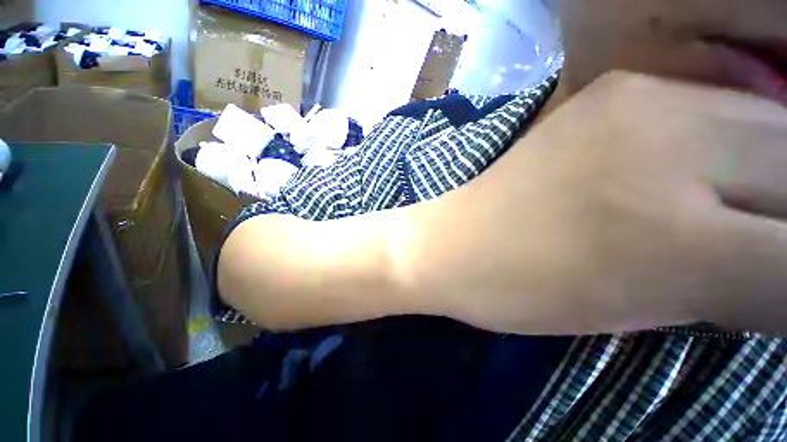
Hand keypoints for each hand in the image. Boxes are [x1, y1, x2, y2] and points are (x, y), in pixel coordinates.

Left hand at [395, 71, 786, 335]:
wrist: (451, 243)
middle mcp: (670, 141)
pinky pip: (717, 102)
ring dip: (779, 167)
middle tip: (775, 232)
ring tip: (756, 201)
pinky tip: (713, 163)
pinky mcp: (607, 88)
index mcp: (677, 236)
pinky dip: (741, 138)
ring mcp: (636, 100)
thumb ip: (731, 283)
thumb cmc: (519, 287)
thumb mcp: (636, 307)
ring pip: (770, 125)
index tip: (782, 277)